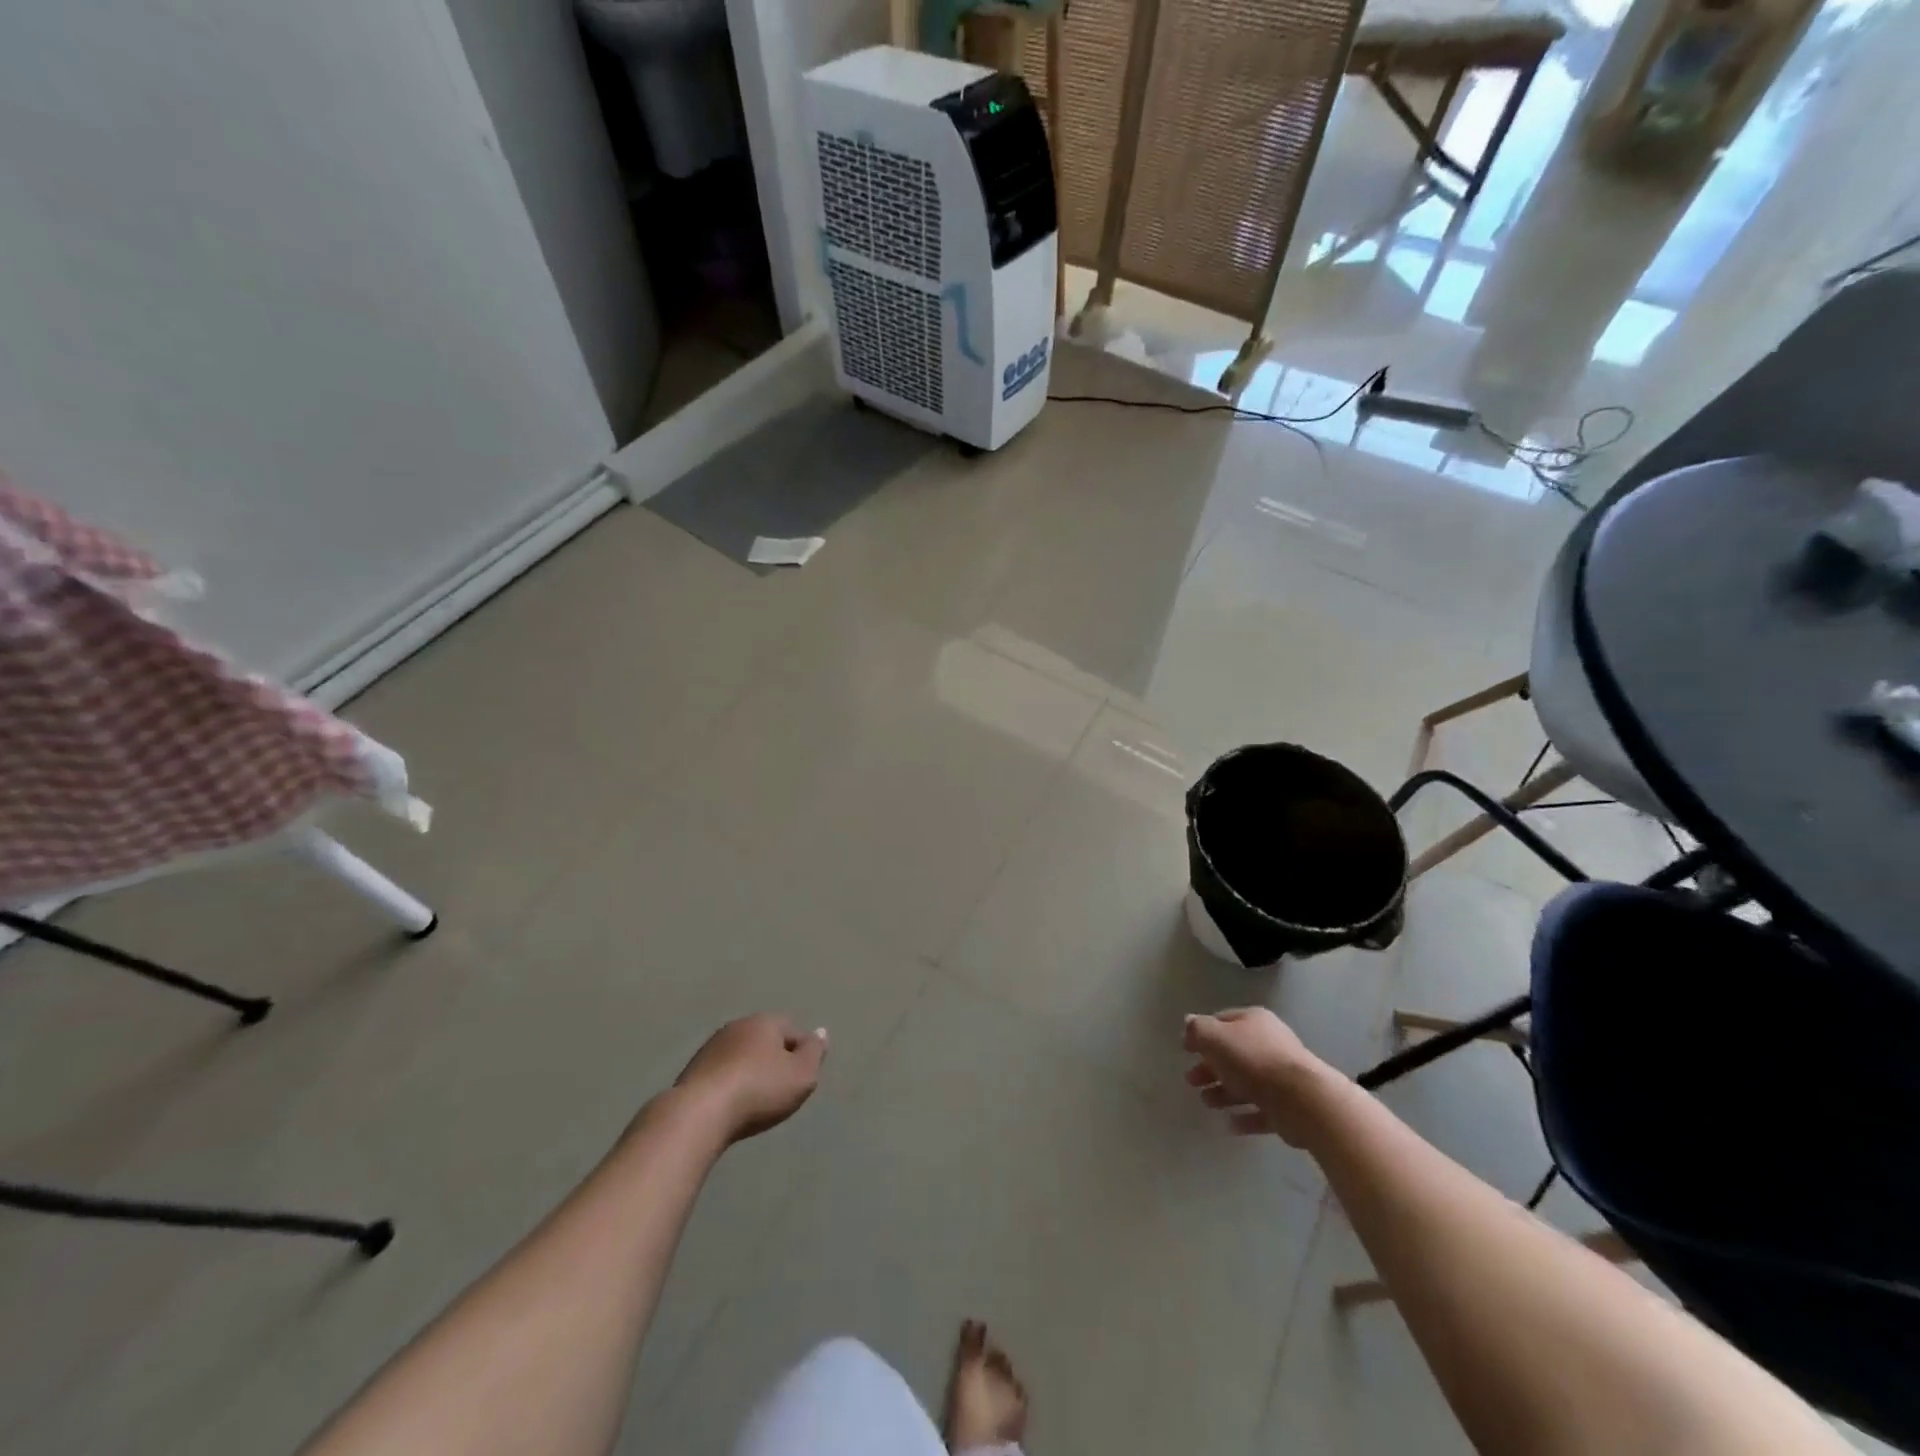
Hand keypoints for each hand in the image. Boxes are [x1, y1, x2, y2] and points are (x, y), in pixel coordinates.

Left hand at [673, 1014, 828, 1144]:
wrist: (699, 1114)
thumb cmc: (759, 1090)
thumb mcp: (802, 1075)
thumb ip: (815, 1052)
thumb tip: (821, 1032)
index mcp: (765, 1022)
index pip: (793, 1031)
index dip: (802, 1053)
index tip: (802, 1078)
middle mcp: (738, 1026)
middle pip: (765, 1040)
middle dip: (774, 1060)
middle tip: (781, 1089)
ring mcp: (711, 1047)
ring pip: (741, 1055)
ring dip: (749, 1071)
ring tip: (755, 1100)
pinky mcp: (692, 1070)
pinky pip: (722, 1073)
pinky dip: (730, 1084)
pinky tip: (731, 1105)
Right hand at [1183, 1008, 1342, 1146]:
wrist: (1303, 1100)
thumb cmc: (1253, 1060)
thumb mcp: (1215, 1037)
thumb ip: (1198, 1030)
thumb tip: (1189, 1022)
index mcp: (1253, 1021)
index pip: (1222, 1021)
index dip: (1201, 1034)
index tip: (1185, 1050)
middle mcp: (1269, 1043)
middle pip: (1233, 1054)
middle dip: (1210, 1067)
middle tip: (1191, 1081)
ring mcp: (1282, 1076)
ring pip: (1246, 1082)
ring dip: (1224, 1092)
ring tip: (1207, 1103)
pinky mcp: (1290, 1106)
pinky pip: (1262, 1109)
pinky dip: (1246, 1116)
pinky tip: (1231, 1124)